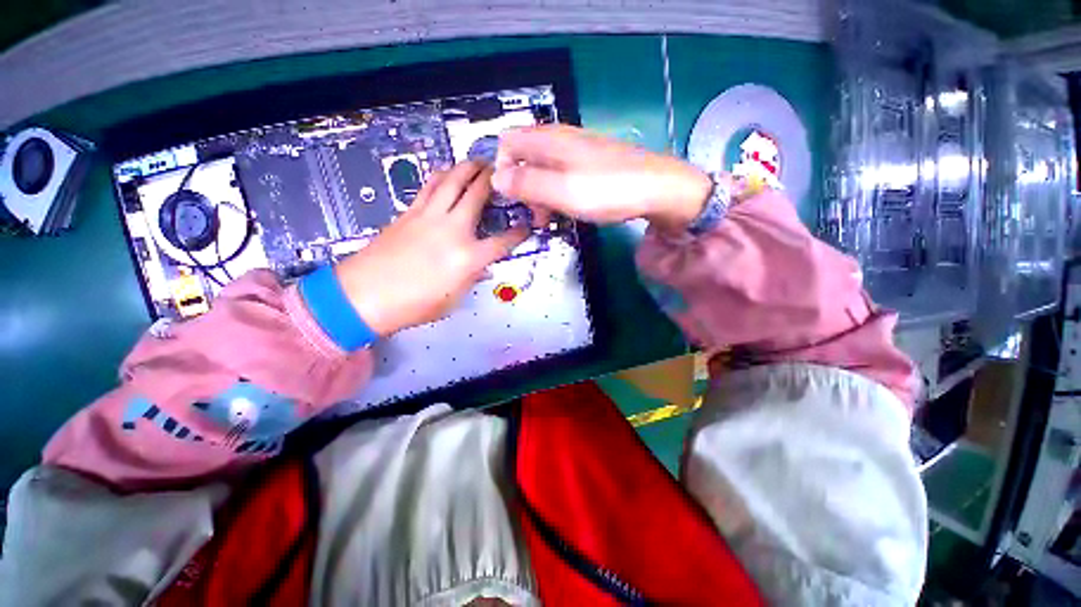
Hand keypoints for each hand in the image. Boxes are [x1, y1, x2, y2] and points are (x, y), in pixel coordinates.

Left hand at [334, 162, 528, 335]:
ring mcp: (429, 217)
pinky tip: (447, 174)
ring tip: (477, 163)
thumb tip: (482, 268)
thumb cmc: (414, 305)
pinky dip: (442, 175)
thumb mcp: (453, 299)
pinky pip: (430, 186)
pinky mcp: (410, 212)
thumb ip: (471, 279)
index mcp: (468, 258)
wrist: (364, 295)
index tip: (527, 226)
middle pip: (477, 194)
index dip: (519, 233)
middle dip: (493, 179)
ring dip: (468, 168)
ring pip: (452, 180)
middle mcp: (452, 230)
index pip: (503, 241)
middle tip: (501, 171)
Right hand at [492, 125, 713, 232]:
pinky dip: (558, 193)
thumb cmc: (606, 190)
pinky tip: (569, 209)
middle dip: (522, 188)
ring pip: (544, 170)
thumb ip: (525, 184)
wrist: (657, 189)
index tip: (513, 199)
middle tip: (536, 216)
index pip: (507, 143)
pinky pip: (563, 176)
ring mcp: (578, 150)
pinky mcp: (591, 163)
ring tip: (551, 219)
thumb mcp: (560, 191)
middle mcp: (560, 139)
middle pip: (524, 158)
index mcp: (548, 140)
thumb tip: (496, 178)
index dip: (502, 170)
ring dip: (540, 195)